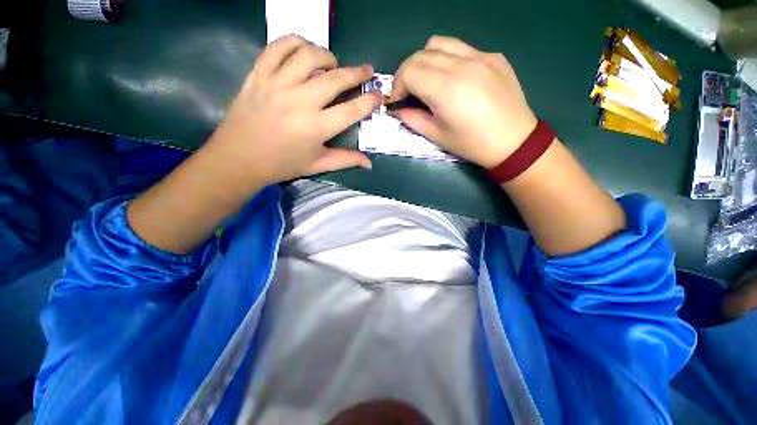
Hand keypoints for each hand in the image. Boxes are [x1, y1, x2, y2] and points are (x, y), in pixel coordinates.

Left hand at [205, 35, 380, 191]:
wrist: (238, 158)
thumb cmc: (282, 164)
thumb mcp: (317, 165)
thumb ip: (346, 160)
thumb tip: (369, 163)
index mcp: (316, 128)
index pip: (352, 110)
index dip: (369, 100)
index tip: (378, 94)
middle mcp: (300, 102)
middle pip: (336, 79)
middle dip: (357, 73)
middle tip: (366, 70)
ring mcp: (277, 84)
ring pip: (309, 56)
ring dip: (328, 56)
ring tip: (333, 64)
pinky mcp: (258, 74)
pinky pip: (278, 46)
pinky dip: (295, 42)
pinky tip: (304, 49)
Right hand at [390, 36, 537, 167]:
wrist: (513, 141)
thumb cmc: (471, 144)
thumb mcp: (437, 136)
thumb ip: (412, 119)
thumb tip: (398, 109)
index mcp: (445, 89)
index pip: (409, 70)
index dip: (398, 84)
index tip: (398, 99)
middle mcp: (461, 64)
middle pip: (421, 54)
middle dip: (407, 72)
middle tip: (409, 91)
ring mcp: (480, 56)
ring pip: (440, 43)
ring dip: (426, 60)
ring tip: (429, 80)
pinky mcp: (493, 56)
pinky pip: (462, 48)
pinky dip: (449, 59)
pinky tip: (455, 79)